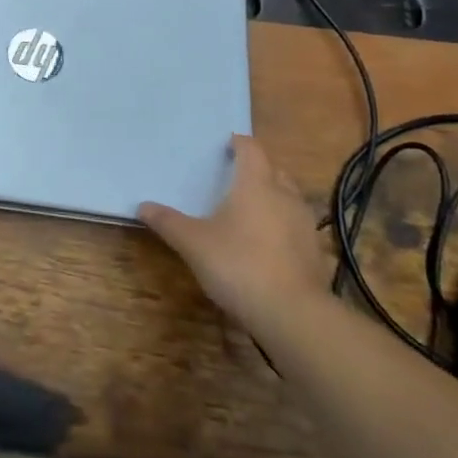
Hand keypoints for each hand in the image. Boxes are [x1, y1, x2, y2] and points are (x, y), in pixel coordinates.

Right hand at [140, 136, 330, 329]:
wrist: (291, 314)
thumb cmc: (238, 264)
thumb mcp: (193, 243)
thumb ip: (168, 222)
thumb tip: (142, 206)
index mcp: (256, 184)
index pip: (251, 149)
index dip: (239, 144)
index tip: (226, 145)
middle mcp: (285, 196)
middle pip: (274, 170)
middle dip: (257, 170)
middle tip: (234, 178)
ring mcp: (305, 224)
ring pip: (289, 198)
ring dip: (273, 198)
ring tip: (250, 210)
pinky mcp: (314, 252)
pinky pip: (296, 226)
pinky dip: (282, 226)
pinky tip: (267, 244)